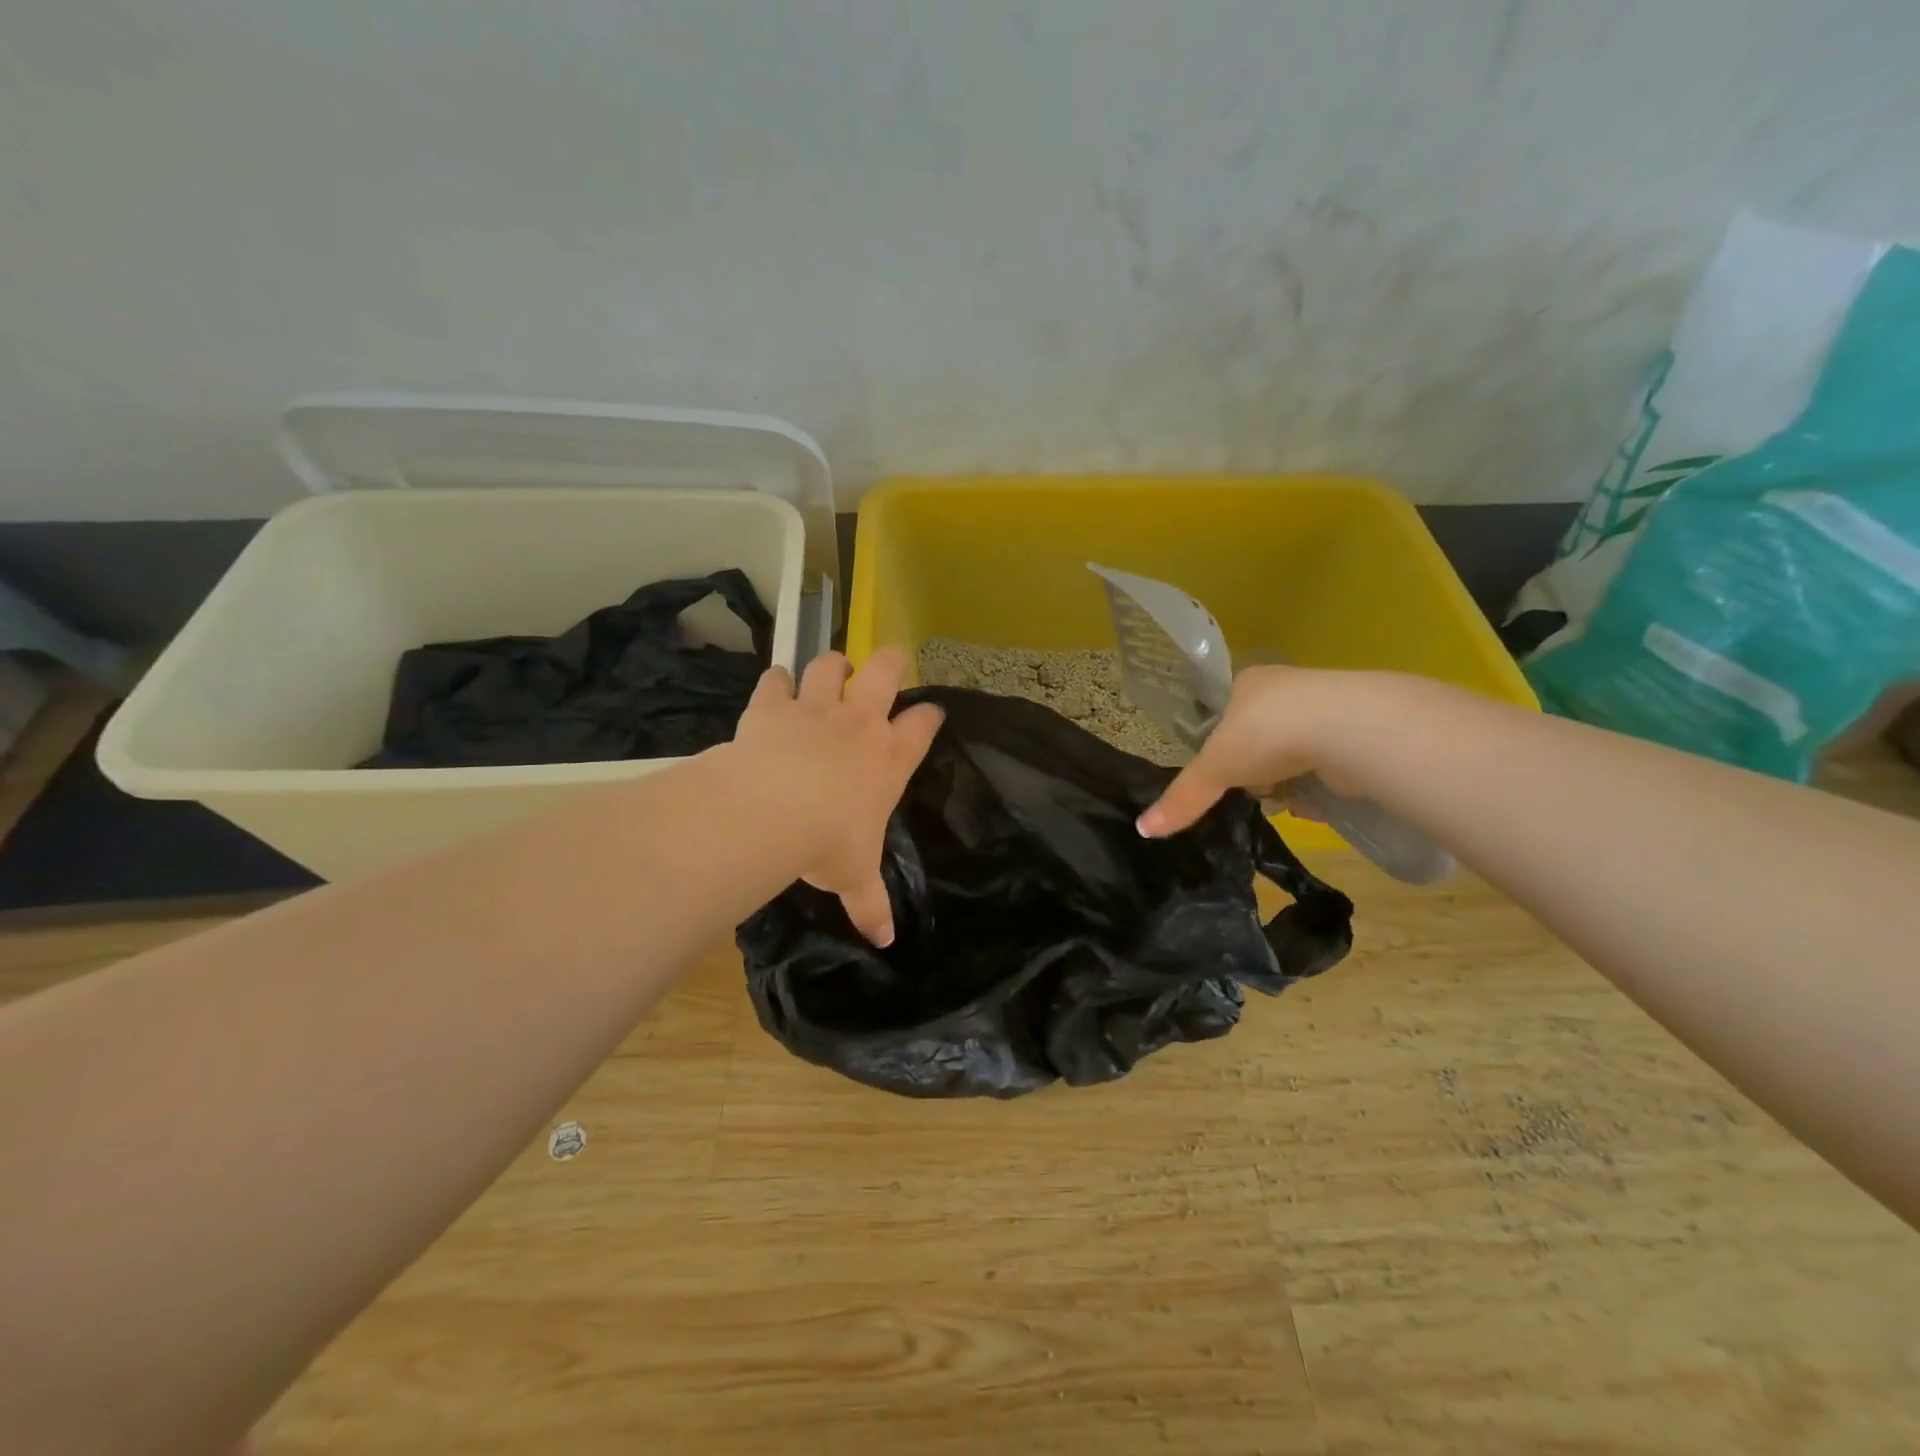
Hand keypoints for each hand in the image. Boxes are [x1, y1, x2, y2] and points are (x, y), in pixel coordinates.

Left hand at [731, 647, 943, 946]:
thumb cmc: (829, 843)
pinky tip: (775, 687)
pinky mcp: (774, 705)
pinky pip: (776, 680)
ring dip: (832, 666)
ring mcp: (816, 709)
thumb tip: (886, 941)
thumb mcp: (854, 877)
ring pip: (831, 666)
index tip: (931, 714)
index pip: (922, 726)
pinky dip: (776, 682)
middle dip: (890, 661)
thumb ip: (871, 905)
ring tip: (831, 672)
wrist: (775, 809)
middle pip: (885, 672)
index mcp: (889, 759)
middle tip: (890, 660)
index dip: (930, 716)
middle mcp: (860, 724)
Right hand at [1137, 665, 1357, 837]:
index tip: (1223, 771)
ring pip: (1294, 751)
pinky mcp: (1357, 733)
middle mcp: (1286, 689)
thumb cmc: (1267, 734)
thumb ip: (1184, 797)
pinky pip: (1327, 765)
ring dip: (1288, 780)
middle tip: (1249, 791)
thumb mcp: (1215, 768)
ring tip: (1283, 803)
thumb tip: (1142, 829)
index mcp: (1248, 682)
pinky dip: (1318, 786)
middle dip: (1256, 767)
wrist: (1348, 729)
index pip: (1226, 711)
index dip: (1221, 743)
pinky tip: (1313, 805)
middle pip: (1261, 734)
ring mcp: (1325, 708)